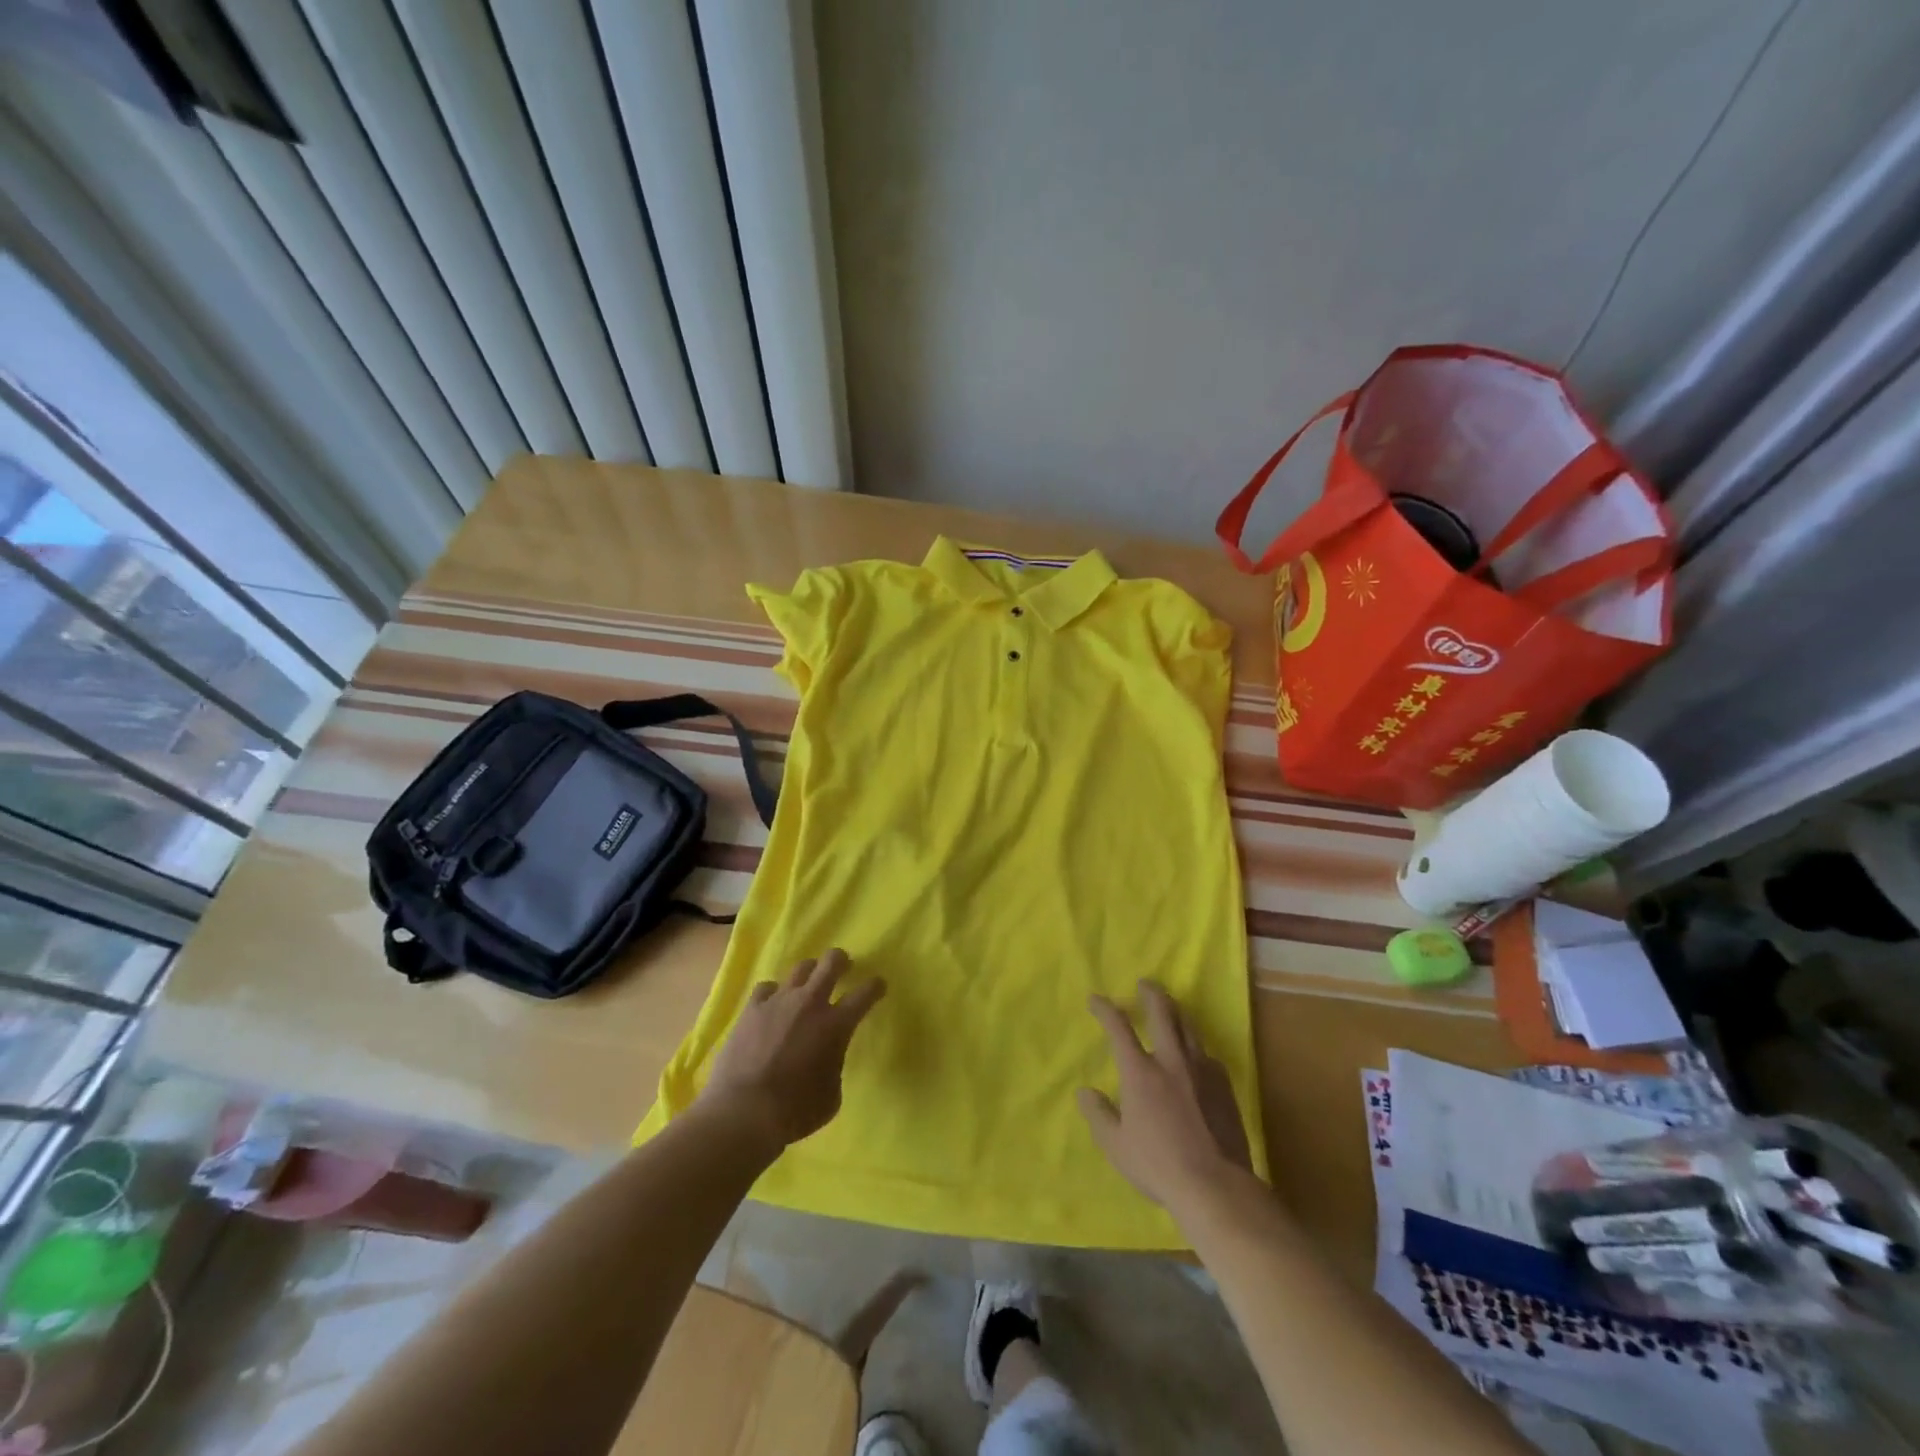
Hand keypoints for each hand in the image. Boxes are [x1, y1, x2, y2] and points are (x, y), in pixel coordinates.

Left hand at [698, 948, 884, 1150]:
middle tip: (844, 967)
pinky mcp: (751, 1009)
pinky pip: (767, 987)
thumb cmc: (796, 1111)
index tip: (878, 986)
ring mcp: (779, 1001)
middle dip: (841, 961)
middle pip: (831, 962)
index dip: (875, 986)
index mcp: (836, 1025)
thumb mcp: (832, 1094)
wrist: (744, 1112)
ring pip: (801, 968)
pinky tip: (772, 1005)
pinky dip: (774, 993)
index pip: (865, 993)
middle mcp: (810, 1003)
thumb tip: (827, 1056)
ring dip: (810, 973)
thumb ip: (834, 1065)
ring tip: (807, 985)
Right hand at [1078, 980, 1253, 1211]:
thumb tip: (1084, 1092)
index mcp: (1140, 1072)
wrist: (1216, 1185)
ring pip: (1189, 1028)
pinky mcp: (1224, 1086)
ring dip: (1176, 1012)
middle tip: (1145, 984)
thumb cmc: (1158, 1165)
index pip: (1119, 1028)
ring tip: (1171, 1007)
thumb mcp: (1116, 1145)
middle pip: (1162, 1013)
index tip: (1096, 999)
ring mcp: (1202, 1070)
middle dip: (1151, 994)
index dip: (1105, 1009)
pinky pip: (1207, 1054)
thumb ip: (1099, 1114)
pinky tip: (1196, 1055)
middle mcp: (1171, 1060)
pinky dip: (1196, 1047)